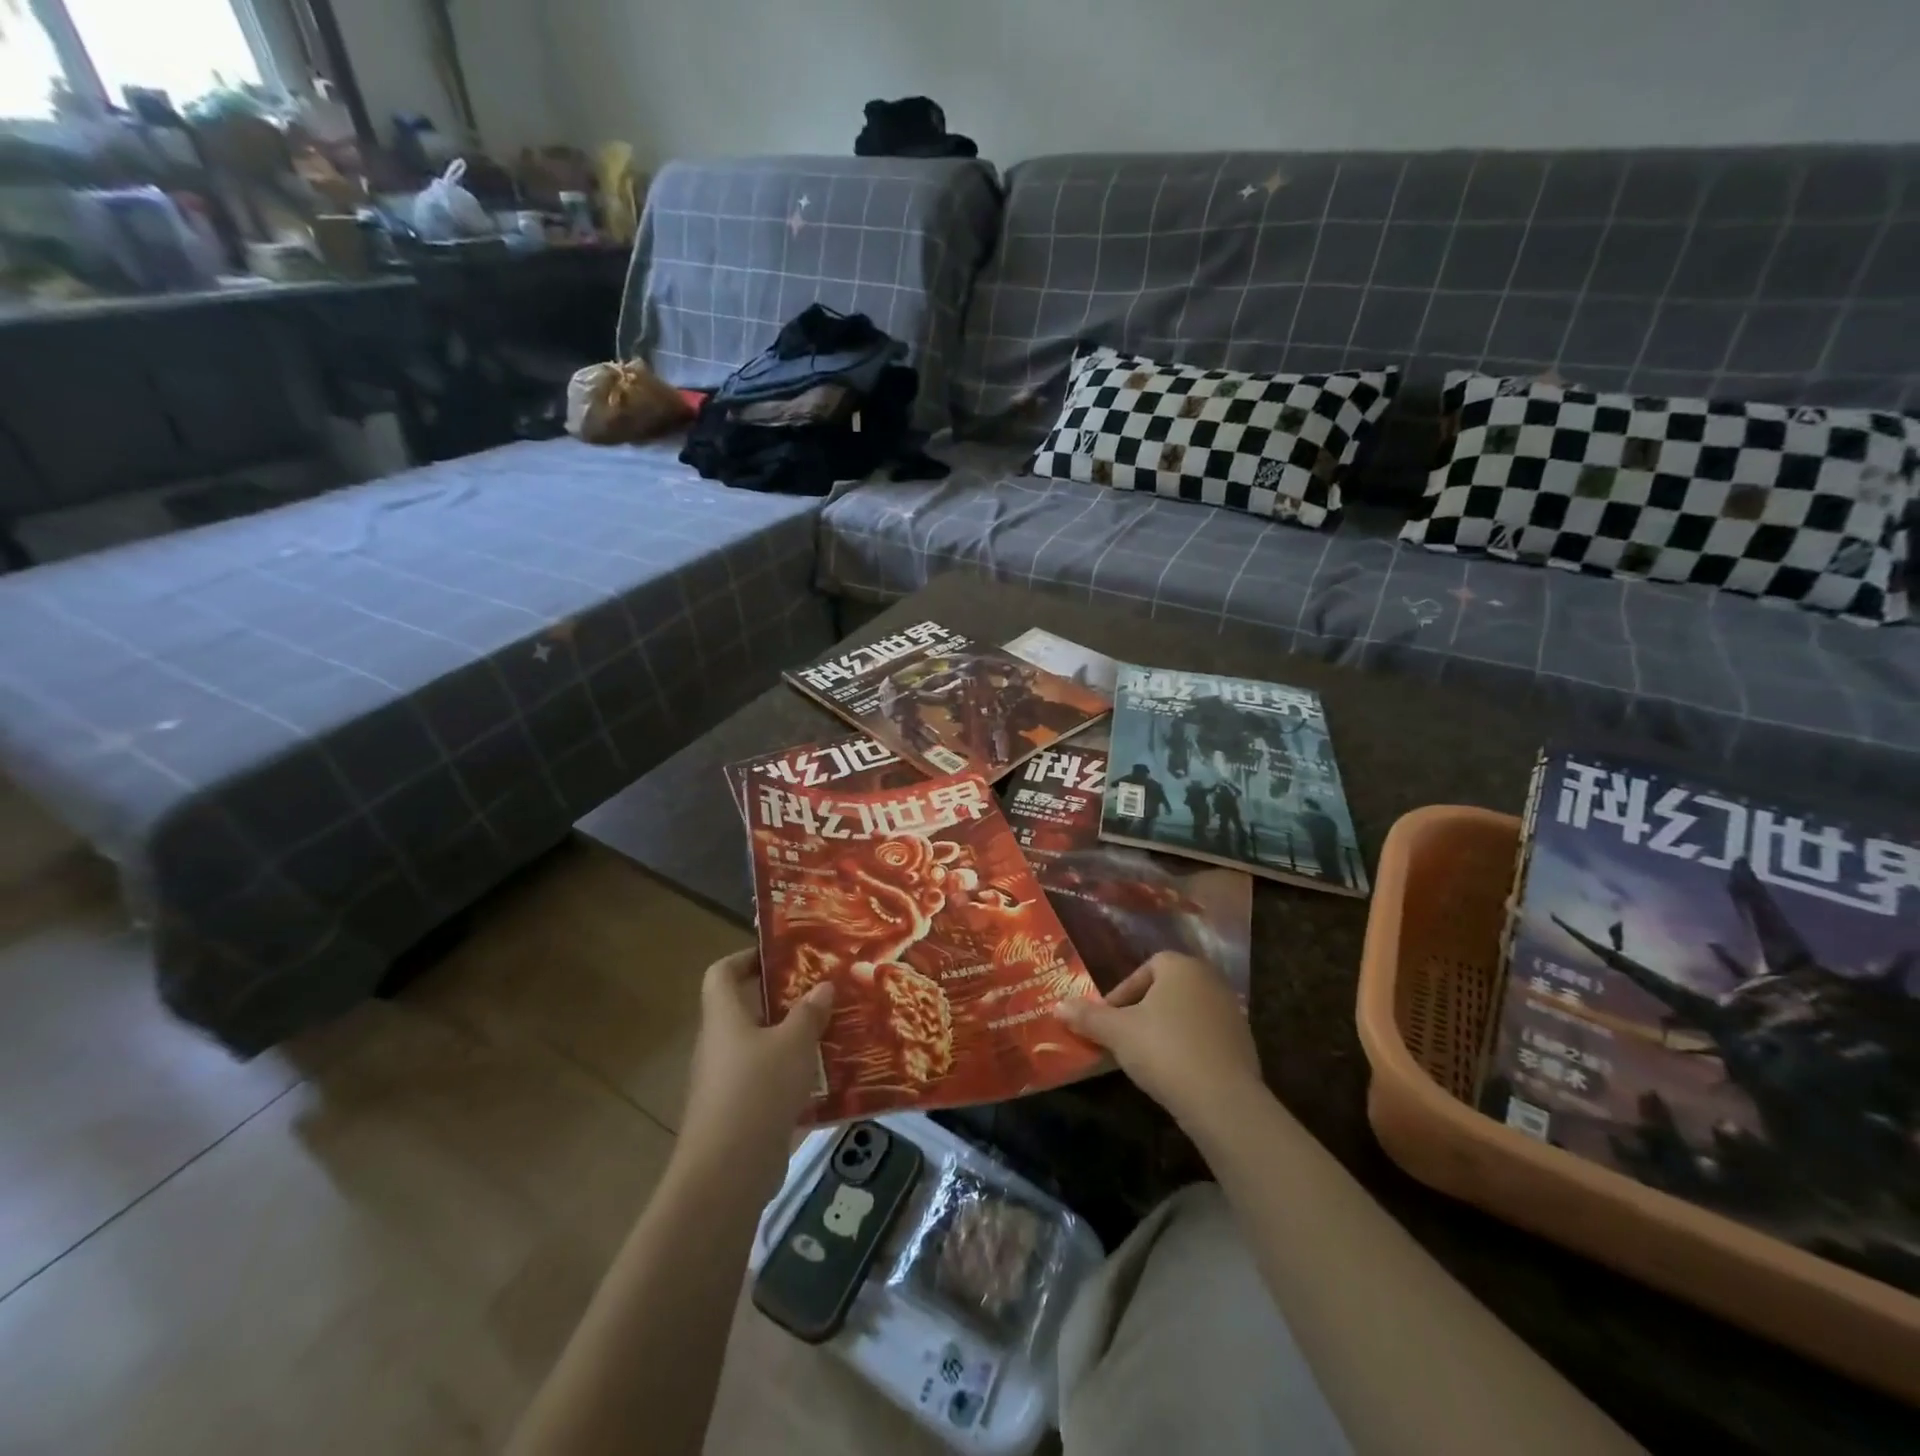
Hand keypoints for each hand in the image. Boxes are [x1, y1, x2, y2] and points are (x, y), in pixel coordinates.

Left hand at [680, 950, 833, 1160]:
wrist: (728, 1174)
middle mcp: (721, 1044)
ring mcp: (729, 1082)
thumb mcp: (793, 1043)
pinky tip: (831, 1078)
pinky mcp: (742, 1113)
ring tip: (835, 1030)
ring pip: (764, 1047)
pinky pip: (771, 1081)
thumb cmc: (757, 1090)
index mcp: (724, 1017)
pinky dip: (796, 1076)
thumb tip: (822, 986)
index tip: (783, 955)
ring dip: (796, 1039)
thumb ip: (809, 1013)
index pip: (722, 973)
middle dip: (786, 999)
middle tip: (824, 991)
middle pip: (748, 1009)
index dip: (747, 957)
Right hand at [1056, 952, 1262, 1131]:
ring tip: (1145, 1058)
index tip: (1109, 1019)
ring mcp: (1231, 1012)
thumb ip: (1087, 1016)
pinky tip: (1174, 1073)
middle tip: (1123, 1037)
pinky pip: (1205, 1037)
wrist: (1223, 1101)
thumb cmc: (1164, 1050)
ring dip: (1165, 1030)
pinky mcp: (1244, 1044)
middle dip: (1143, 1011)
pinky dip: (1187, 1048)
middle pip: (1167, 990)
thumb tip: (1057, 1007)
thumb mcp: (1117, 1032)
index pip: (1146, 968)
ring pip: (1186, 1014)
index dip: (1123, 992)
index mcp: (1181, 967)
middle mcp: (1210, 980)